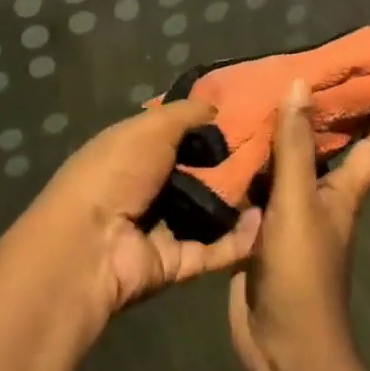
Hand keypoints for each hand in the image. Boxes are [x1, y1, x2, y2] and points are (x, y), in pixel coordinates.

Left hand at [27, 100, 262, 320]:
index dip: (207, 125)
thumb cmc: (118, 170)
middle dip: (230, 162)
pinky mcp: (176, 263)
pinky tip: (266, 219)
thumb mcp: (152, 127)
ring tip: (278, 182)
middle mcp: (148, 186)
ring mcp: (162, 226)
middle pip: (197, 171)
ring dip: (239, 200)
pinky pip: (215, 249)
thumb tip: (216, 106)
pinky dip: (240, 238)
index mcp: (135, 150)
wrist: (91, 245)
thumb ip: (186, 114)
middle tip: (271, 151)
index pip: (177, 134)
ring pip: (209, 211)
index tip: (247, 116)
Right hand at [229, 79, 369, 370]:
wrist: (282, 349)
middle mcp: (321, 195)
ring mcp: (290, 214)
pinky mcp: (260, 230)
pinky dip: (243, 166)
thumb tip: (300, 83)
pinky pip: (254, 188)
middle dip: (311, 110)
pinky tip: (220, 143)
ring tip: (247, 94)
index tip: (365, 69)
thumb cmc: (302, 273)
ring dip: (271, 135)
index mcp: (344, 189)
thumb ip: (295, 145)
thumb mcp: (298, 202)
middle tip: (287, 68)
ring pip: (284, 164)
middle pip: (324, 145)